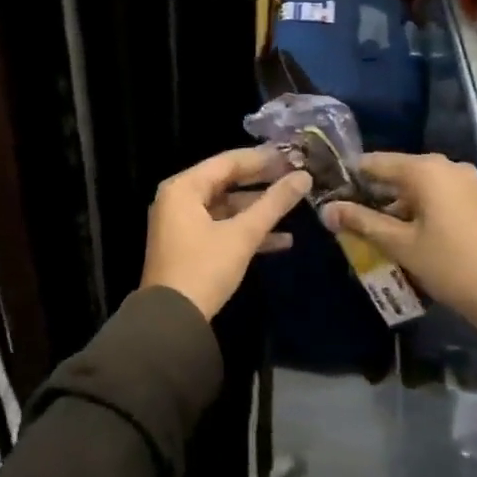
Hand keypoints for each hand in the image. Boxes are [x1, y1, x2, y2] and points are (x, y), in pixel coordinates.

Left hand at [141, 147, 312, 320]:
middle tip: (296, 175)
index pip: (228, 162)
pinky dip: (247, 231)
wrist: (172, 321)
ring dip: (258, 209)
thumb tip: (304, 177)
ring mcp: (183, 224)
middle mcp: (179, 199)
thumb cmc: (204, 268)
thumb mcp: (243, 234)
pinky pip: (222, 228)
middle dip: (263, 182)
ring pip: (227, 207)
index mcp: (184, 188)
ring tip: (295, 205)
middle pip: (227, 182)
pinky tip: (283, 240)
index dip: (262, 158)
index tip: (293, 155)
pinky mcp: (190, 247)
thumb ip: (274, 203)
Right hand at [320, 152, 476, 333]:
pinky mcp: (475, 200)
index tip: (329, 195)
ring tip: (371, 232)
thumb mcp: (401, 245)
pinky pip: (436, 196)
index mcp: (425, 169)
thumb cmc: (450, 265)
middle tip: (347, 219)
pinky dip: (417, 211)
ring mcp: (464, 182)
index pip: (375, 163)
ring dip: (394, 206)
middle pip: (397, 173)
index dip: (350, 178)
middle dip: (372, 195)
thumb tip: (326, 210)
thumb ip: (361, 222)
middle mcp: (445, 166)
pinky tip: (403, 235)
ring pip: (417, 187)